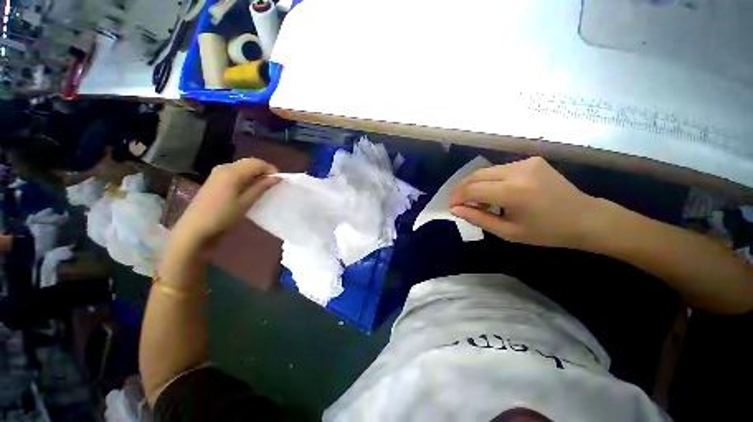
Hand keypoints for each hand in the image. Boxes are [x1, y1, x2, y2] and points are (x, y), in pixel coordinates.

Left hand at [172, 158, 278, 245]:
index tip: (279, 181)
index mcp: (233, 172)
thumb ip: (261, 187)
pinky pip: (235, 171)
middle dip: (264, 170)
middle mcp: (225, 167)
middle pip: (249, 162)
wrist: (195, 228)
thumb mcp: (246, 202)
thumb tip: (277, 177)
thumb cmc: (223, 216)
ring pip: (242, 166)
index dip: (271, 169)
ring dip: (255, 173)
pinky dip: (246, 176)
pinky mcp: (215, 179)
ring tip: (263, 186)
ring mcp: (218, 172)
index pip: (257, 163)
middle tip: (273, 183)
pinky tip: (249, 188)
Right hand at [449, 157, 602, 248]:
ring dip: (473, 184)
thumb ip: (478, 219)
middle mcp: (518, 171)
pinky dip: (489, 180)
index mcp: (514, 193)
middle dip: (461, 188)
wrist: (585, 218)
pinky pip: (499, 169)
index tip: (451, 206)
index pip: (472, 190)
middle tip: (456, 201)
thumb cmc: (547, 232)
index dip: (457, 197)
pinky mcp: (530, 160)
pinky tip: (491, 192)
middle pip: (476, 175)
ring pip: (486, 170)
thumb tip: (455, 210)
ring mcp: (525, 163)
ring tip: (472, 199)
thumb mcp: (508, 232)